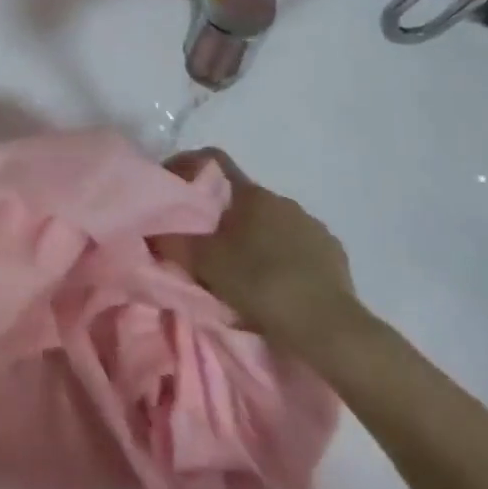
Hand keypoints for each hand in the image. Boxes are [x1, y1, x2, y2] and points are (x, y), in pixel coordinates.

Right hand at [156, 148, 364, 358]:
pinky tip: (277, 286)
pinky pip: (299, 247)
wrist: (327, 327)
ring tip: (242, 273)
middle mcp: (283, 200)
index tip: (174, 190)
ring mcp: (312, 225)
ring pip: (272, 223)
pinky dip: (284, 259)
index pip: (213, 161)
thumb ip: (175, 241)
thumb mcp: (205, 264)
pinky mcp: (334, 254)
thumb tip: (153, 229)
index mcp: (251, 194)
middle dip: (223, 217)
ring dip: (255, 239)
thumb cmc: (260, 284)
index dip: (189, 168)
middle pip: (242, 198)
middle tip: (204, 247)